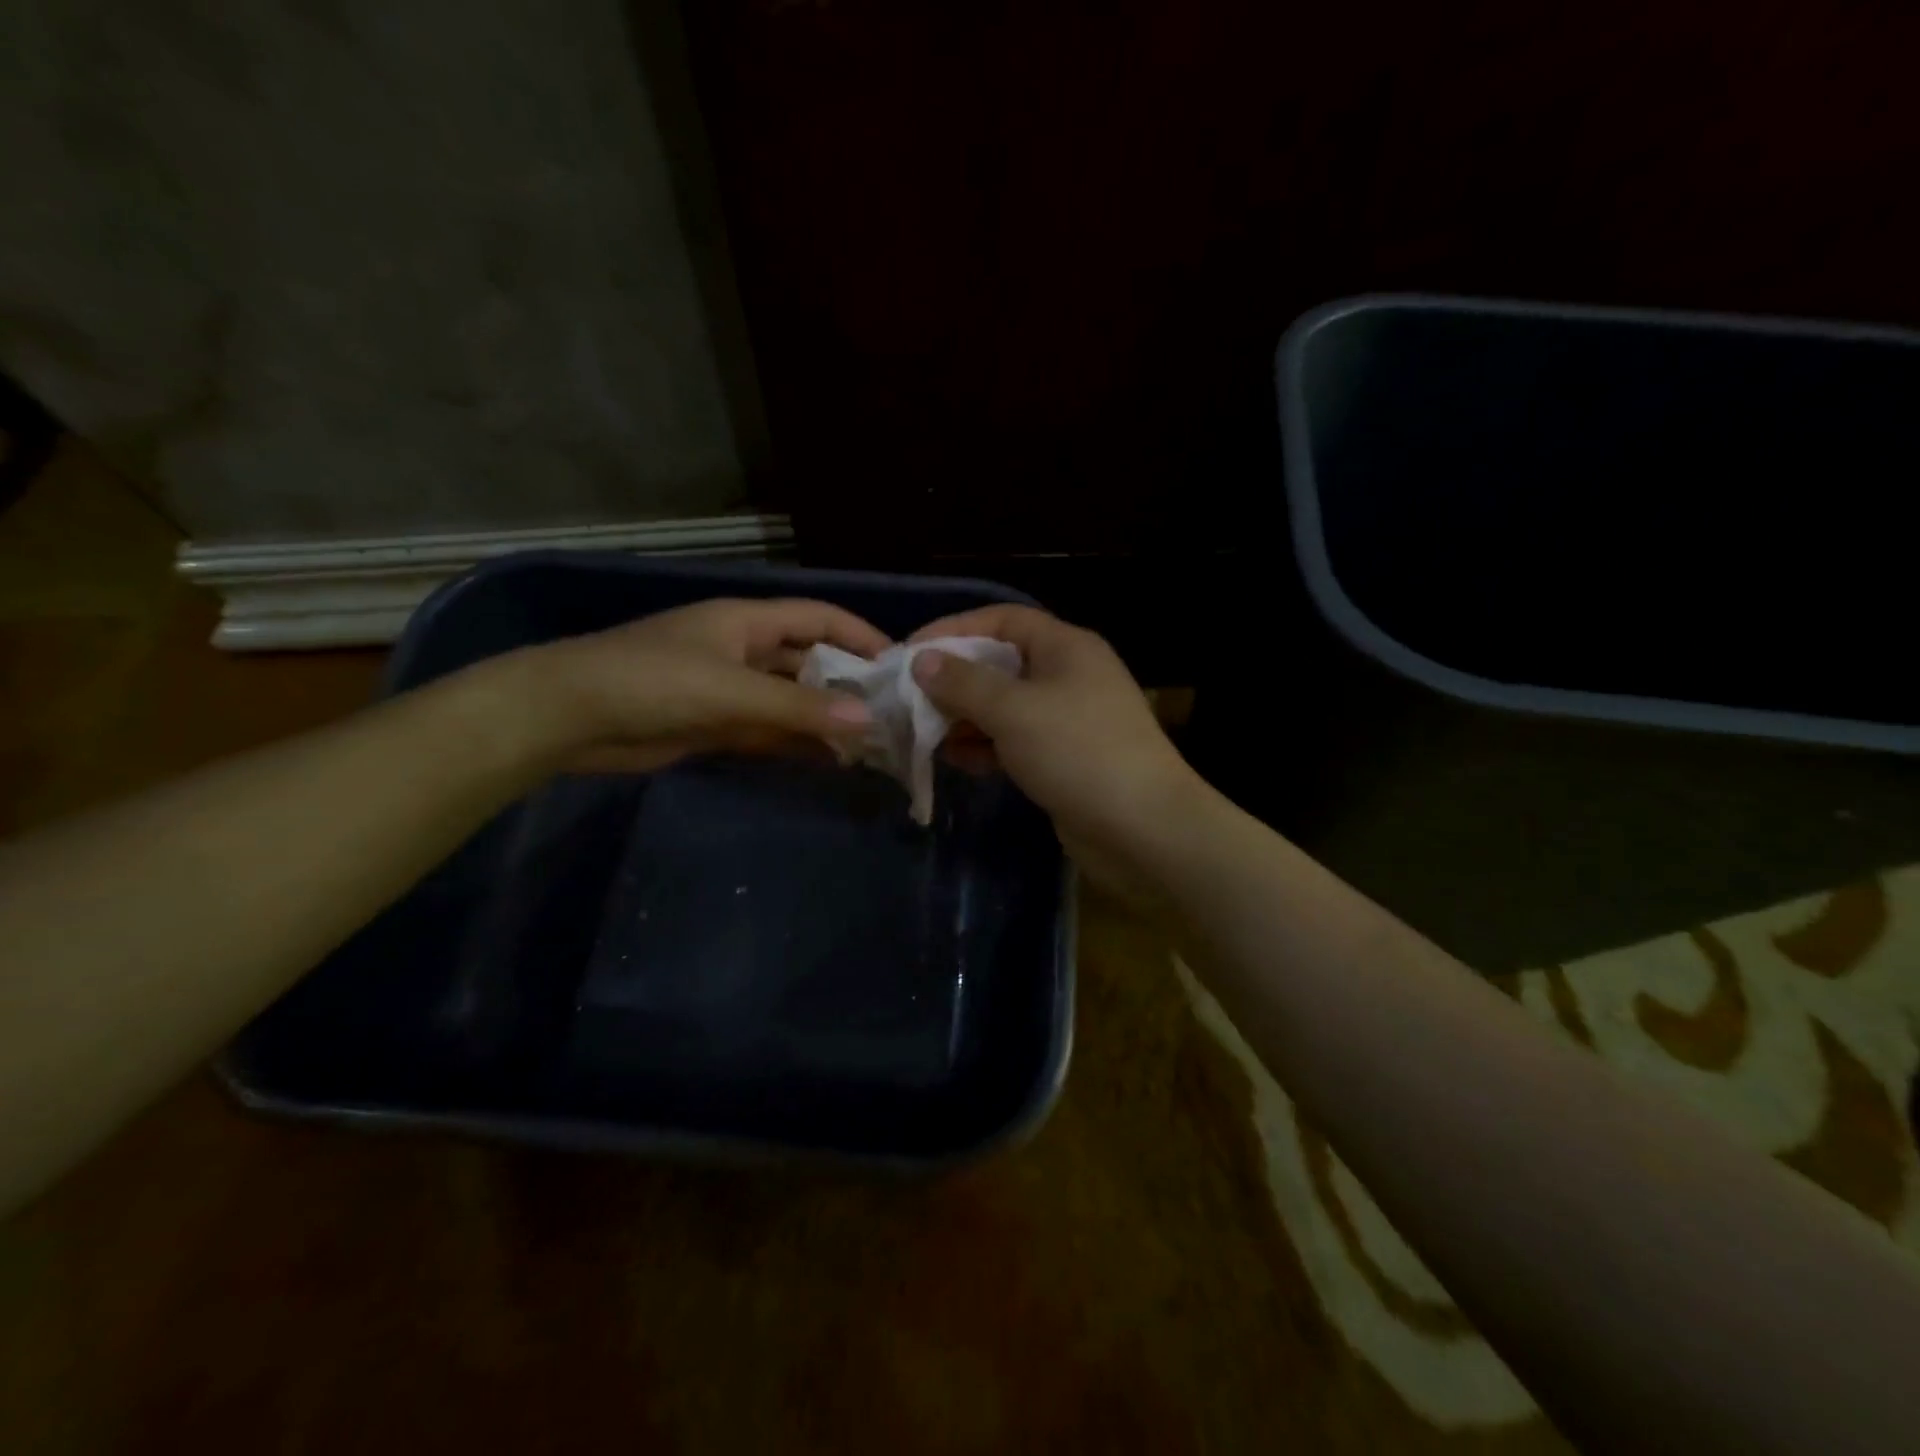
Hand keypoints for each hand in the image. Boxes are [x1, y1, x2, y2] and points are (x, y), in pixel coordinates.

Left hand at [508, 597, 889, 773]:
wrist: (567, 718)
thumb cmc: (650, 681)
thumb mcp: (730, 689)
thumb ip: (798, 706)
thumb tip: (867, 720)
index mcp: (746, 622)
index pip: (818, 618)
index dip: (860, 635)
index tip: (900, 663)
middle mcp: (744, 650)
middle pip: (809, 661)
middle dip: (848, 683)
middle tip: (893, 713)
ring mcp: (730, 689)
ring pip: (792, 700)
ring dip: (825, 718)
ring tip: (872, 742)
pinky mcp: (716, 724)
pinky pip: (769, 730)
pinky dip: (797, 742)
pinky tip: (831, 759)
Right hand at [908, 605, 1204, 897]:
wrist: (1143, 829)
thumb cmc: (1078, 753)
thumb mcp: (1014, 711)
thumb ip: (963, 684)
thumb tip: (922, 661)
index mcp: (1065, 647)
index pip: (1001, 620)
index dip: (953, 630)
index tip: (909, 653)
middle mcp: (1068, 675)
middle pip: (1000, 664)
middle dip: (955, 680)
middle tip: (909, 700)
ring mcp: (1068, 719)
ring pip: (1005, 706)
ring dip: (965, 718)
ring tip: (926, 734)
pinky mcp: (1064, 759)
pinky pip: (1015, 741)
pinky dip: (986, 746)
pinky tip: (959, 761)